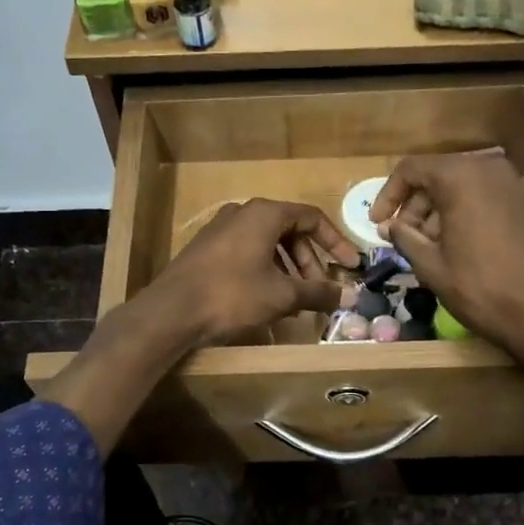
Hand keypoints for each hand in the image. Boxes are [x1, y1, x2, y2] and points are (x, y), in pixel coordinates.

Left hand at [146, 198, 358, 346]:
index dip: (336, 242)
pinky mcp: (206, 250)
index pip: (312, 218)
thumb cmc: (233, 295)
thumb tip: (351, 296)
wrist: (171, 311)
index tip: (350, 266)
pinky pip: (247, 254)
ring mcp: (221, 230)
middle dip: (310, 263)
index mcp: (265, 214)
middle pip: (289, 231)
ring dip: (288, 270)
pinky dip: (266, 272)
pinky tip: (267, 300)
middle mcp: (242, 213)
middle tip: (320, 290)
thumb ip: (319, 293)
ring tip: (297, 300)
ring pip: (267, 245)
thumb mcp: (282, 295)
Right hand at [372, 152, 523, 375]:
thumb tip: (388, 225)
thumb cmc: (480, 290)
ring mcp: (522, 182)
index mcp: (461, 177)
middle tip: (406, 237)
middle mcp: (492, 168)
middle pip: (442, 174)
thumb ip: (405, 237)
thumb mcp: (431, 266)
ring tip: (437, 243)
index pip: (411, 169)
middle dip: (418, 204)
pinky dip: (482, 208)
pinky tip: (477, 232)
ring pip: (471, 184)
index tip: (378, 223)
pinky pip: (501, 194)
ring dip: (447, 207)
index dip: (388, 195)